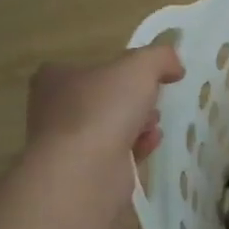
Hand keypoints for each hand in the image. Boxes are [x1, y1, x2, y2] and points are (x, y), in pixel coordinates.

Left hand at [26, 45, 185, 169]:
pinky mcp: (82, 170)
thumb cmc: (104, 109)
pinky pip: (116, 152)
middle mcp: (55, 108)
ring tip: (153, 126)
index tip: (148, 77)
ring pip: (112, 125)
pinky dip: (136, 147)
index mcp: (56, 78)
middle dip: (135, 100)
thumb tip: (174, 65)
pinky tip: (149, 145)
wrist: (85, 171)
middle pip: (106, 97)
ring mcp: (66, 142)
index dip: (123, 70)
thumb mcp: (140, 66)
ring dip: (139, 123)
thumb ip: (160, 57)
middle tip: (152, 102)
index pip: (93, 66)